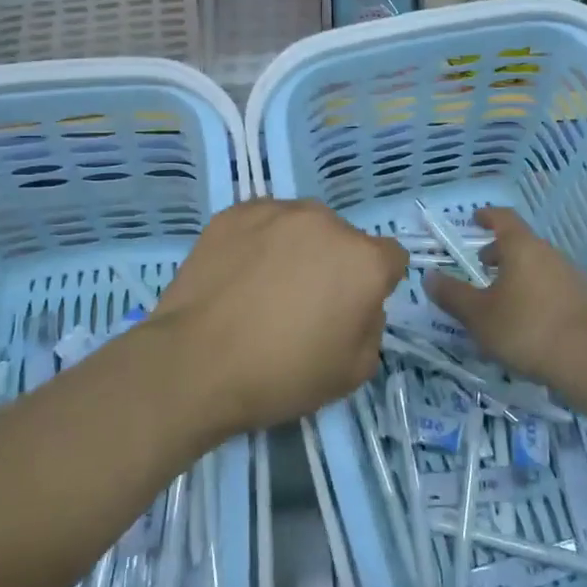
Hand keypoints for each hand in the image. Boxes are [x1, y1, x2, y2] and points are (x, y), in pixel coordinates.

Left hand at [146, 199, 406, 434]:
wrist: (195, 364)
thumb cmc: (282, 374)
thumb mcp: (354, 372)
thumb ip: (373, 328)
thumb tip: (359, 305)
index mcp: (363, 260)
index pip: (391, 258)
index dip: (375, 285)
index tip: (350, 309)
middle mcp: (327, 223)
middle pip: (344, 240)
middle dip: (334, 265)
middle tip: (303, 303)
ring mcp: (278, 211)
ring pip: (302, 227)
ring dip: (297, 249)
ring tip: (264, 287)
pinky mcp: (235, 212)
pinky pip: (262, 223)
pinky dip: (258, 242)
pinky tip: (238, 275)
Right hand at [423, 207, 586, 385]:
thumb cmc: (525, 328)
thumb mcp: (478, 315)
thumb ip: (452, 294)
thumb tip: (429, 276)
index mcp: (521, 247)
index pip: (503, 218)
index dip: (487, 216)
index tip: (475, 219)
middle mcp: (548, 253)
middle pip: (521, 243)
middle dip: (500, 251)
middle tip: (481, 266)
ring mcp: (570, 276)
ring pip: (537, 265)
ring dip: (516, 274)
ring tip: (500, 298)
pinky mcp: (582, 300)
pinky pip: (551, 286)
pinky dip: (533, 292)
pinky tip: (525, 320)